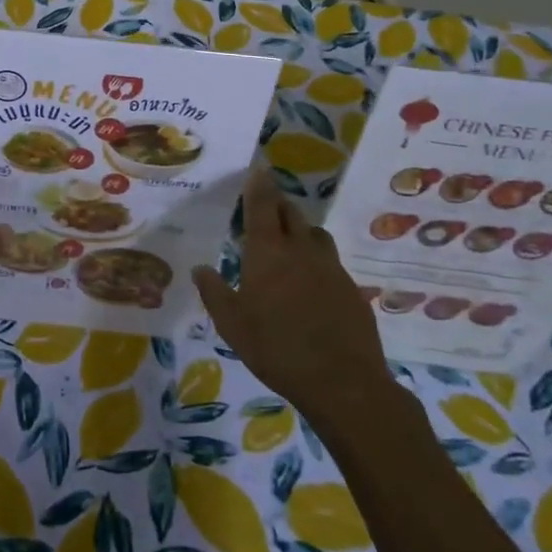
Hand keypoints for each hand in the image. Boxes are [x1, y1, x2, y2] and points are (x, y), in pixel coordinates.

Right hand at [193, 170, 394, 429]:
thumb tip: (199, 268)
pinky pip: (331, 262)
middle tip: (266, 206)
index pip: (263, 205)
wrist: (344, 383)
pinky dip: (317, 260)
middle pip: (291, 213)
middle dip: (278, 204)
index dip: (259, 185)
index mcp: (268, 252)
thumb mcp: (232, 324)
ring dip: (301, 230)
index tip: (259, 167)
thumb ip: (214, 292)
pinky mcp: (352, 290)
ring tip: (289, 242)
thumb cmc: (277, 349)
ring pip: (315, 235)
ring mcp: (331, 269)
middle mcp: (301, 250)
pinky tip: (311, 283)